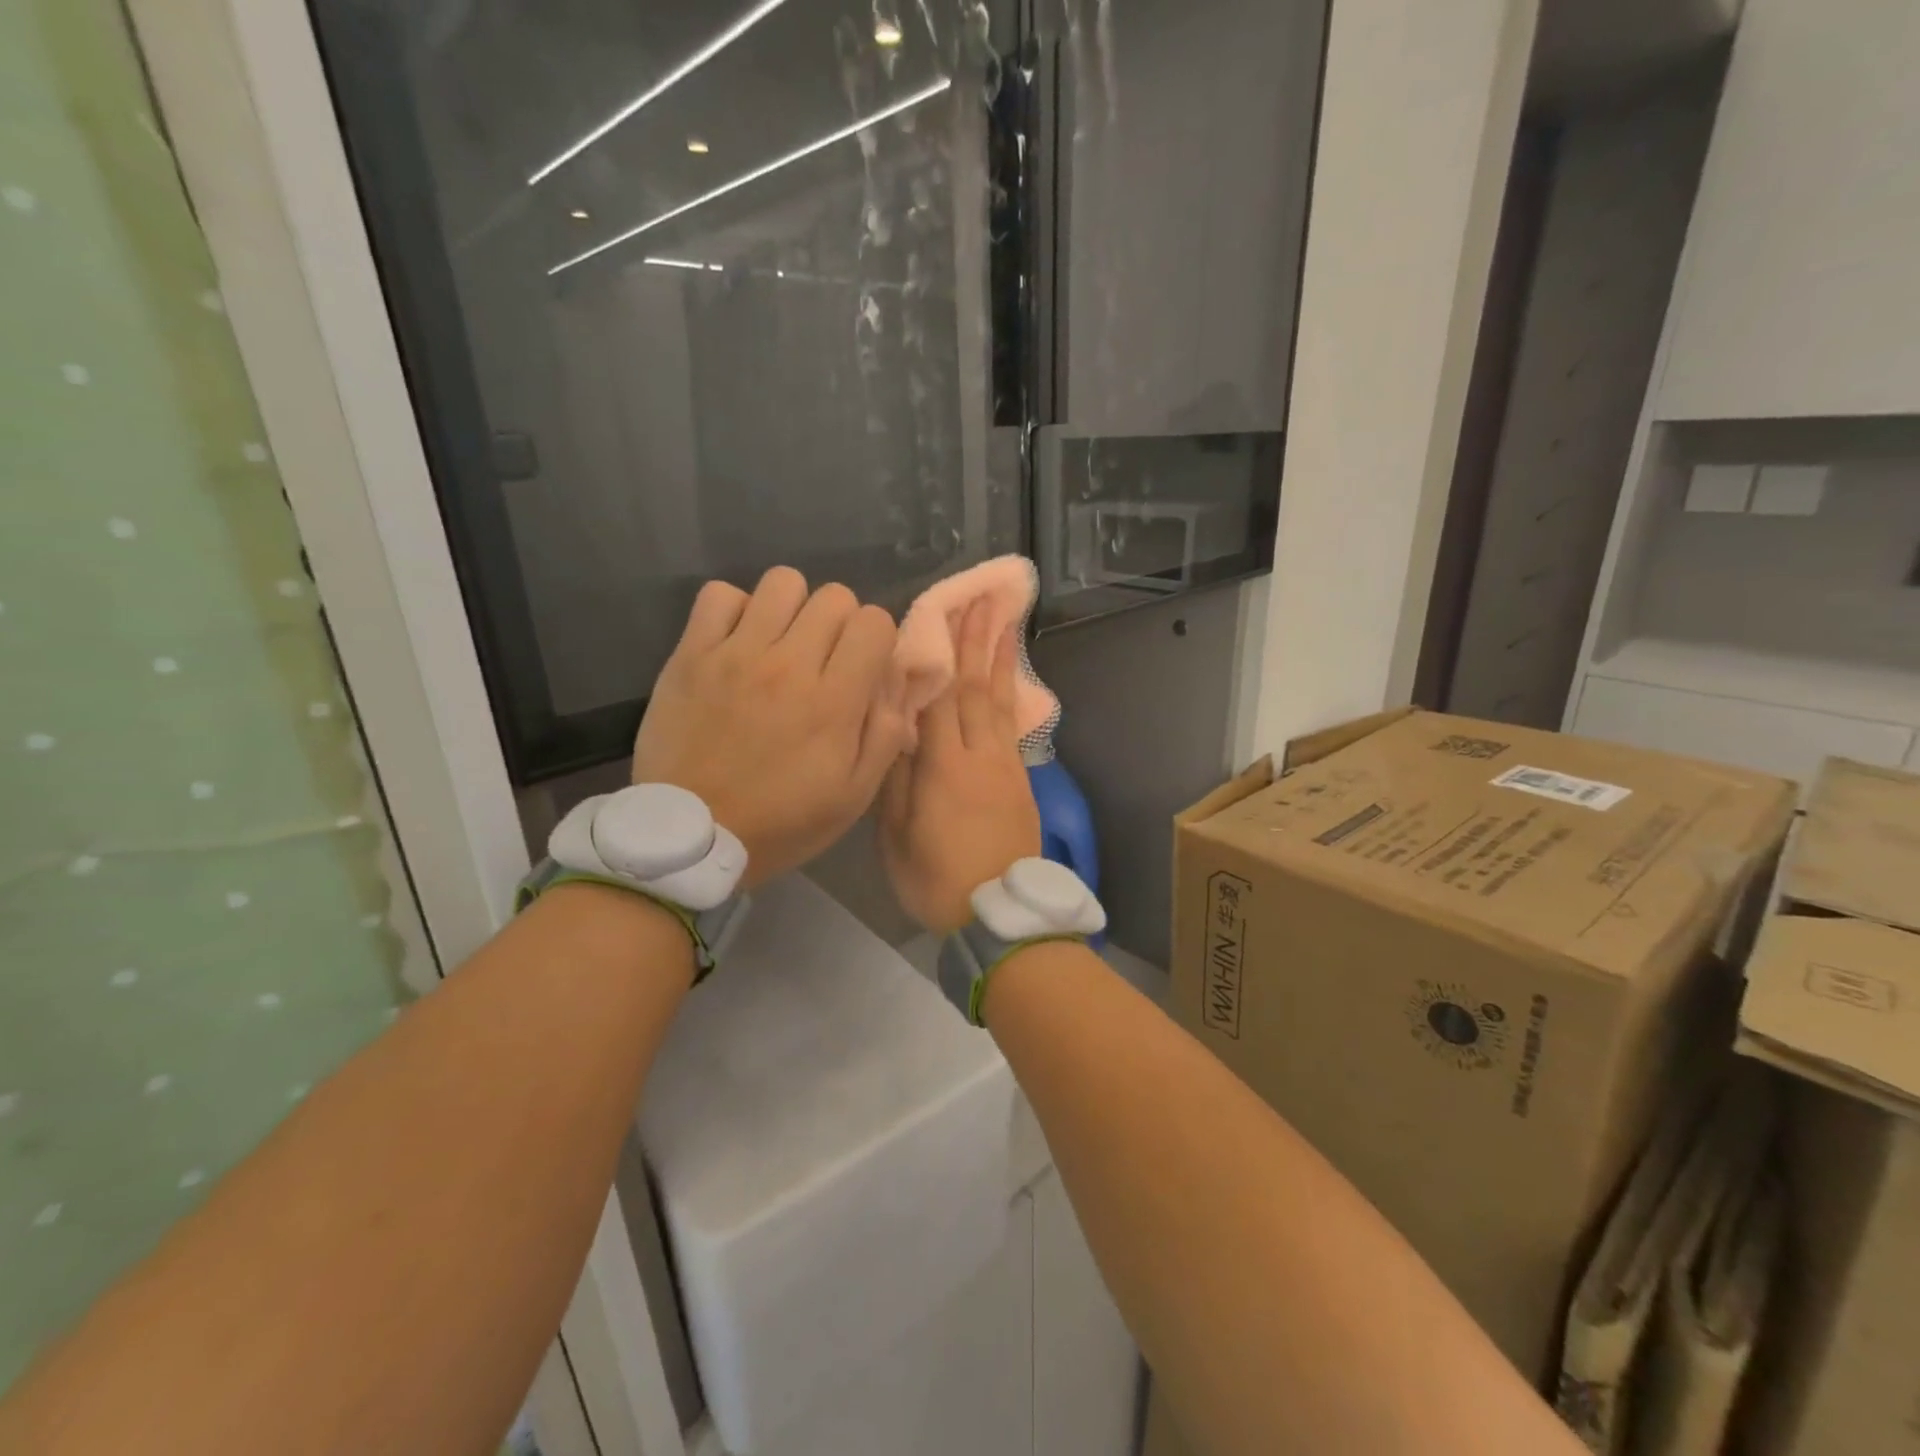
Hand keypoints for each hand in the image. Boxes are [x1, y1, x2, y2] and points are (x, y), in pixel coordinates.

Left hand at [633, 567, 909, 888]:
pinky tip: (738, 642)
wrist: (691, 837)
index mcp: (834, 701)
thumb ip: (886, 736)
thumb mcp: (853, 797)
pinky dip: (736, 609)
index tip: (863, 669)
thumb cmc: (781, 822)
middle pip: (834, 596)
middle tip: (825, 659)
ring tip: (782, 643)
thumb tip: (896, 686)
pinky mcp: (691, 654)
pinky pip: (720, 595)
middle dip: (841, 623)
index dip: (877, 640)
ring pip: (782, 582)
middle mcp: (789, 664)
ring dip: (793, 608)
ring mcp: (736, 653)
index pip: (874, 621)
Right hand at [879, 596, 1041, 933]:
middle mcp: (981, 755)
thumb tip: (898, 727)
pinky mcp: (1021, 781)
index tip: (942, 613)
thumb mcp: (896, 834)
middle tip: (982, 599)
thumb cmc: (935, 878)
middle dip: (978, 641)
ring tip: (1004, 622)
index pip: (941, 696)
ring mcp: (1007, 767)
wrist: (999, 916)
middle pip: (978, 688)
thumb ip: (897, 775)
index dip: (940, 653)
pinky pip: (1012, 726)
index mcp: (946, 766)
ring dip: (1001, 660)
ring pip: (1002, 702)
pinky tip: (1007, 681)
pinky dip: (1009, 695)